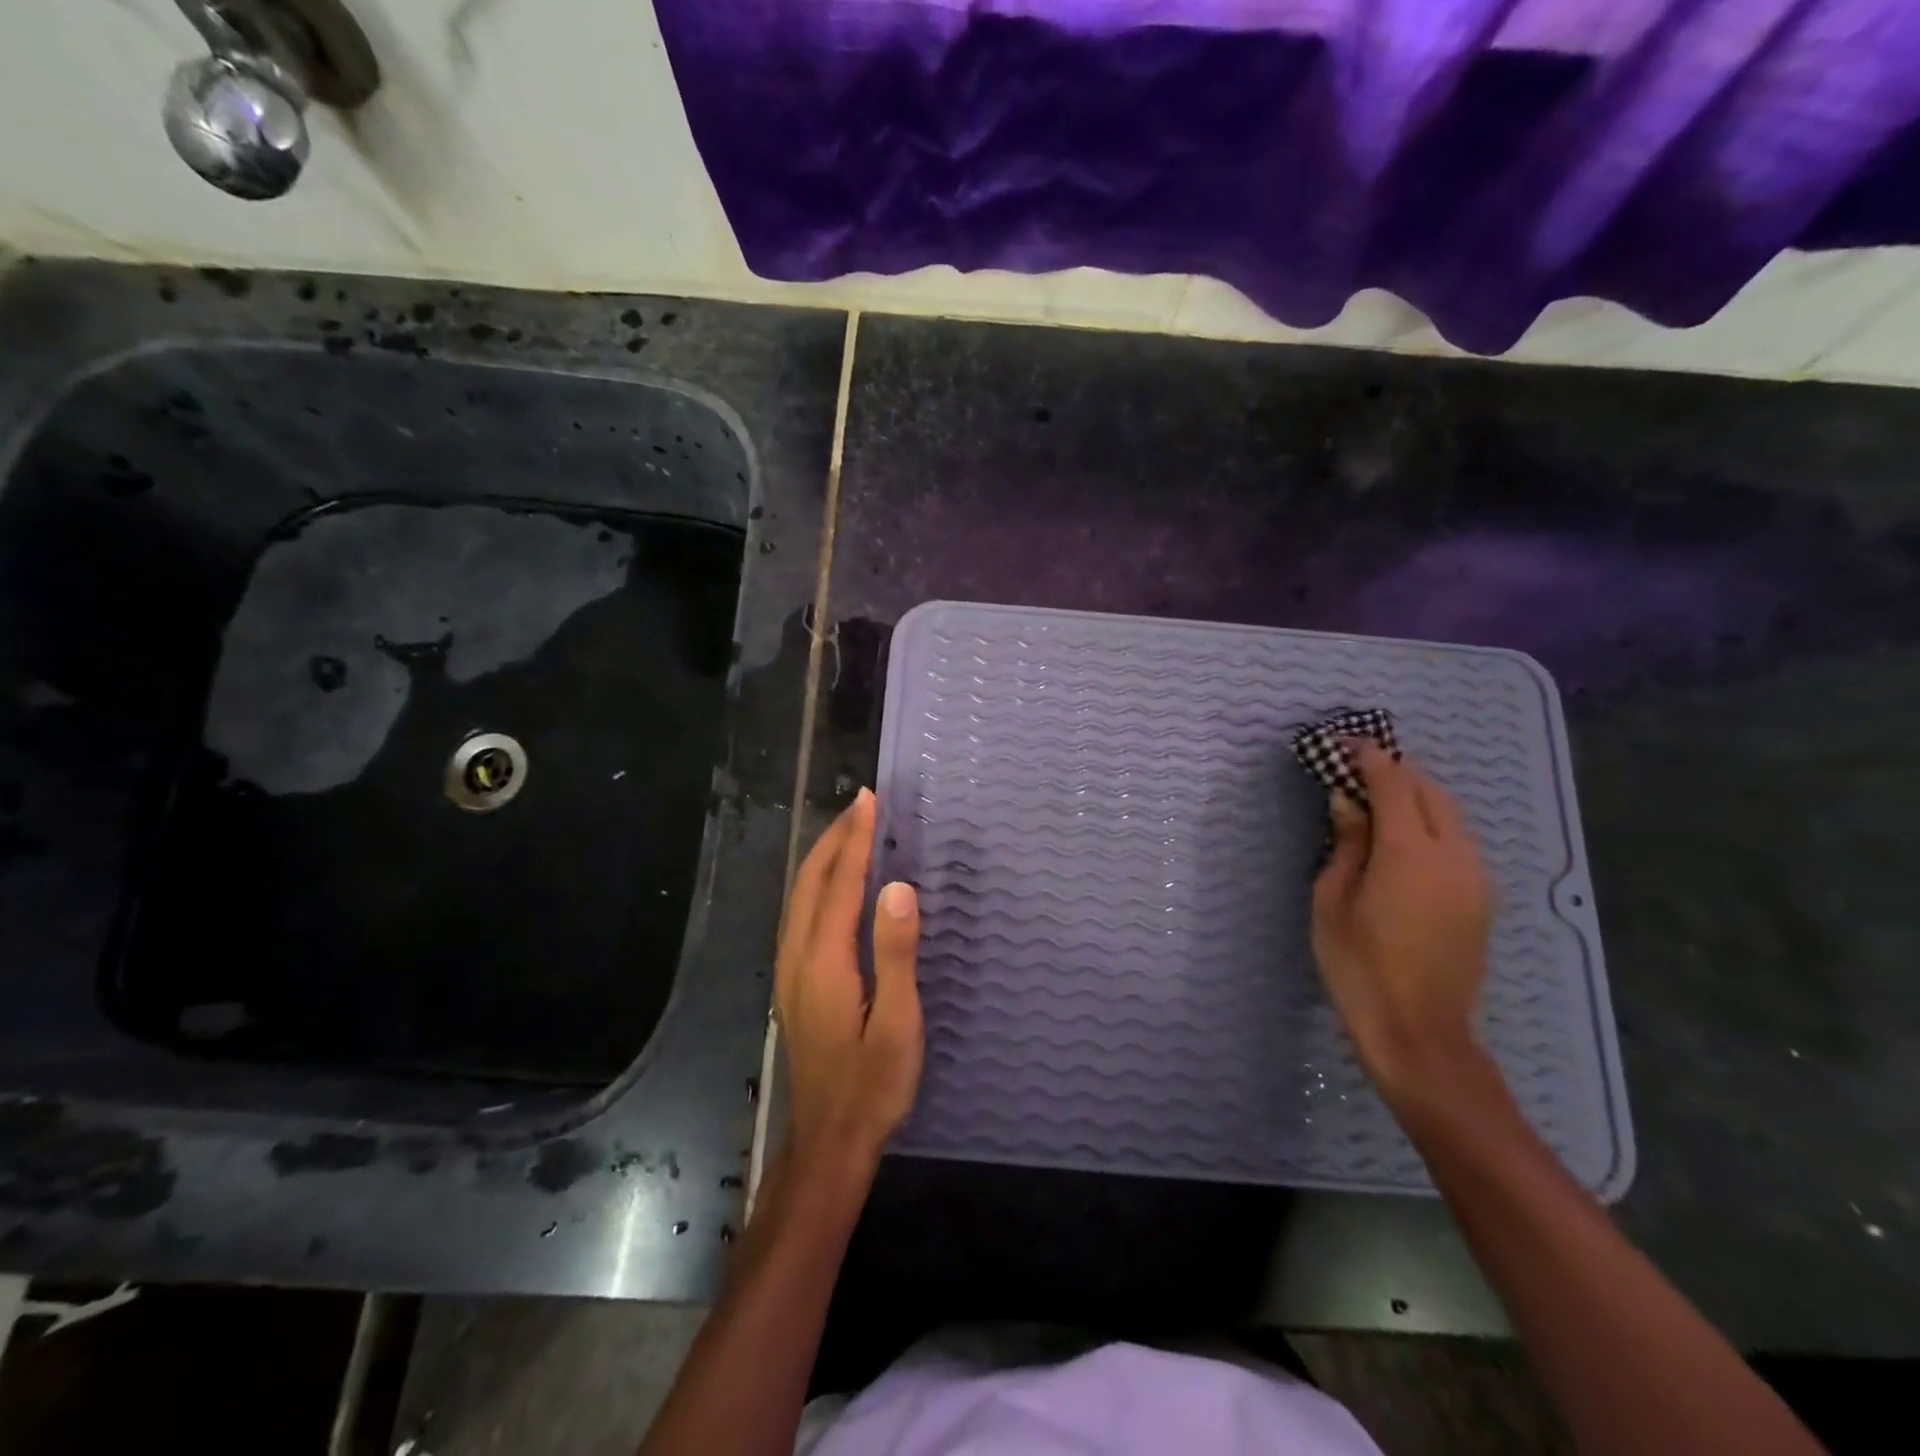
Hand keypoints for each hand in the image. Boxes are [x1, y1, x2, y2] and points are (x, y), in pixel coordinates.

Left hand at [775, 789, 923, 1180]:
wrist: (828, 1140)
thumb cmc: (873, 1084)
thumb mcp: (898, 1023)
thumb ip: (895, 953)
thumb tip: (898, 887)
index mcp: (825, 960)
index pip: (840, 883)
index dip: (855, 839)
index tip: (869, 800)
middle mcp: (797, 956)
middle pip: (810, 882)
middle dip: (835, 838)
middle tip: (861, 804)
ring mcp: (789, 970)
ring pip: (799, 896)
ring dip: (823, 857)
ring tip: (849, 831)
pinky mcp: (793, 983)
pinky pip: (800, 914)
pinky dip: (817, 883)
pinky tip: (832, 885)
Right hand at [1311, 740, 1491, 1104]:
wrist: (1419, 1032)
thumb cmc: (1358, 966)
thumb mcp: (1332, 900)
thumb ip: (1346, 843)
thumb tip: (1347, 802)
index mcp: (1410, 853)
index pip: (1393, 784)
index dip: (1369, 758)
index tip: (1345, 744)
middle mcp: (1454, 855)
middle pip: (1430, 791)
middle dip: (1396, 771)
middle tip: (1358, 768)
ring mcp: (1476, 877)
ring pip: (1450, 814)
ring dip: (1415, 796)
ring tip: (1377, 799)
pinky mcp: (1482, 898)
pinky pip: (1457, 841)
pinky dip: (1430, 822)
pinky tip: (1402, 837)